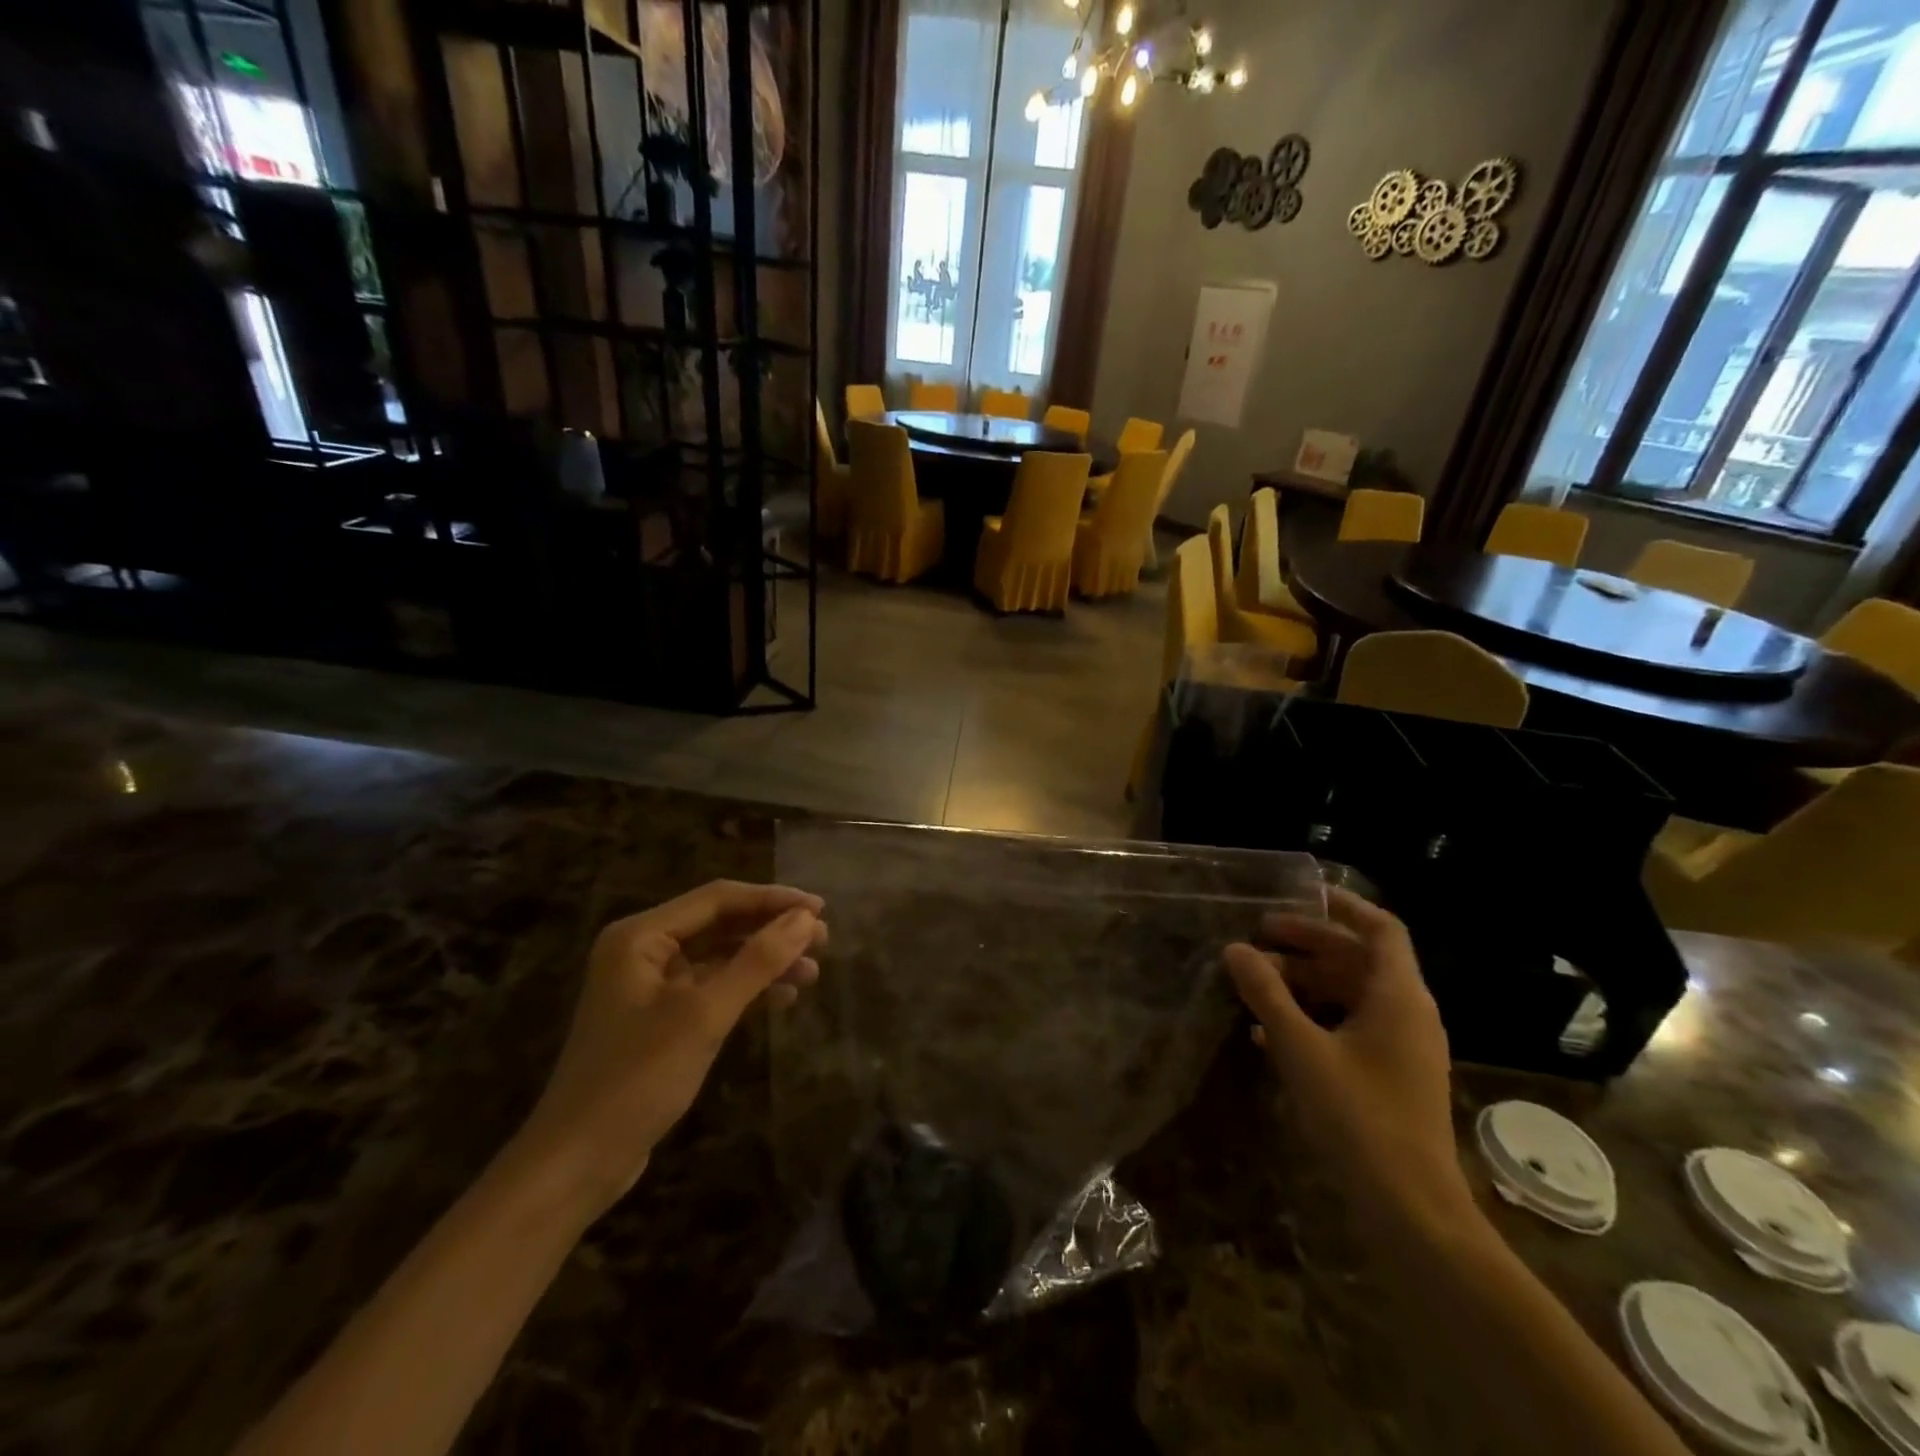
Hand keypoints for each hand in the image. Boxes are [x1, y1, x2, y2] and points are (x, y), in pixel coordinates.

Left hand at [514, 880, 825, 1217]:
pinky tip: (783, 997)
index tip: (821, 909)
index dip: (773, 900)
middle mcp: (644, 950)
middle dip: (772, 930)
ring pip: (721, 956)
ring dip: (765, 961)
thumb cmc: (637, 1079)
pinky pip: (713, 987)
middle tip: (823, 940)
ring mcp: (651, 985)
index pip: (719, 899)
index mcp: (641, 936)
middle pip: (721, 923)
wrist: (577, 1163)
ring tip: (812, 972)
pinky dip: (748, 989)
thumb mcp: (704, 1015)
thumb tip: (806, 919)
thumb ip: (758, 961)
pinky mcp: (661, 1017)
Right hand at [1223, 888, 1469, 1226]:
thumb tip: (1235, 949)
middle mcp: (1407, 1014)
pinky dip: (1314, 1018)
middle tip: (1257, 938)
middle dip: (1308, 945)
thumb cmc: (1358, 1117)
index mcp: (1399, 996)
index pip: (1381, 928)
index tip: (1298, 894)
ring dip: (1305, 982)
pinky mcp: (1391, 1077)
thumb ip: (1267, 994)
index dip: (1343, 905)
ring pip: (1351, 995)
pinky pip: (1351, 1028)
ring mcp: (1402, 1048)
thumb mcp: (1301, 1048)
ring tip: (1256, 983)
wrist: (1411, 1210)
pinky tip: (1268, 1033)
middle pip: (1358, 960)